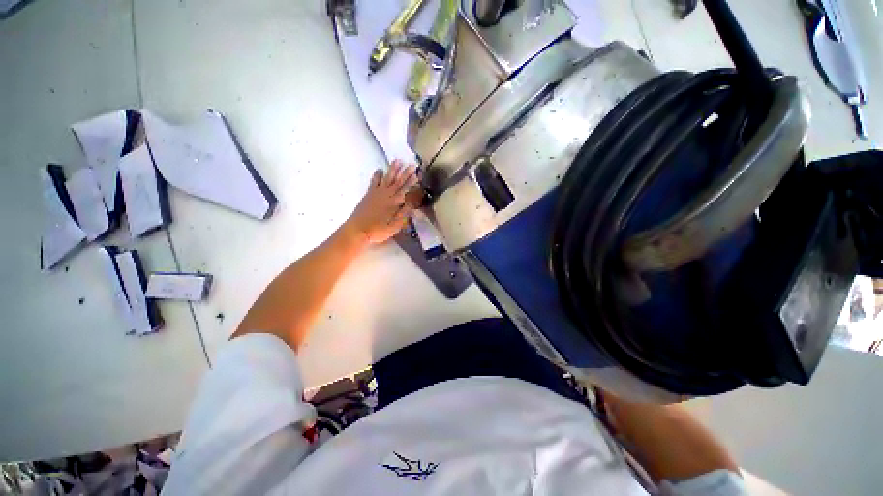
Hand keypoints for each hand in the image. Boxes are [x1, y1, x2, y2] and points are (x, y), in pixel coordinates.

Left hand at [346, 160, 418, 244]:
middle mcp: (387, 195)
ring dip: (393, 170)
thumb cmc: (379, 230)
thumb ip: (405, 213)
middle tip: (412, 165)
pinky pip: (374, 182)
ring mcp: (377, 193)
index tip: (418, 175)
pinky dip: (377, 175)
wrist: (358, 229)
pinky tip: (380, 170)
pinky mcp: (369, 194)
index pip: (407, 191)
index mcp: (395, 203)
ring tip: (398, 160)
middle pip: (398, 182)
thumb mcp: (396, 225)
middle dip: (406, 173)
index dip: (413, 183)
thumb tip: (414, 203)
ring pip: (387, 178)